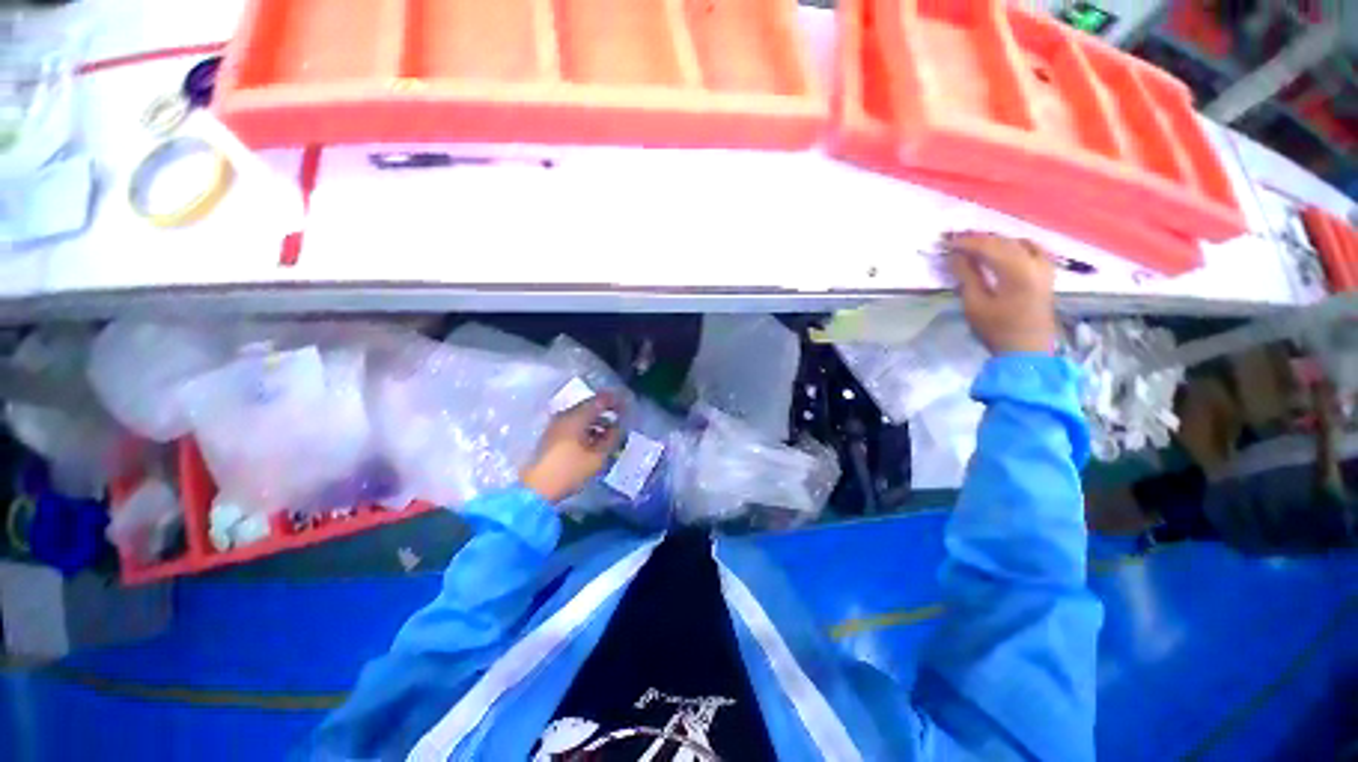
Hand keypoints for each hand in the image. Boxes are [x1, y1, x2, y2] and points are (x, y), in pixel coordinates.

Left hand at [521, 393, 623, 502]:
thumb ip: (611, 438)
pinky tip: (595, 441)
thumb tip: (618, 427)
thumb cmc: (569, 471)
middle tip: (621, 419)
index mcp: (576, 417)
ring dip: (596, 422)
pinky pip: (573, 425)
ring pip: (581, 417)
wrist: (536, 490)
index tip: (627, 406)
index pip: (599, 400)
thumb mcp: (597, 457)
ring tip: (610, 433)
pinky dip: (587, 429)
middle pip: (589, 406)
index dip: (615, 401)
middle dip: (606, 411)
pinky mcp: (551, 437)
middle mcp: (564, 416)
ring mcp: (556, 426)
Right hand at [946, 232, 1057, 354]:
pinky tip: (1004, 247)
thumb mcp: (975, 304)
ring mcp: (1044, 266)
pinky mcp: (1047, 272)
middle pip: (1003, 241)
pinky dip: (1014, 244)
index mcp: (1017, 271)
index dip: (965, 242)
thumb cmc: (997, 329)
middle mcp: (1035, 262)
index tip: (945, 241)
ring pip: (1018, 242)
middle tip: (955, 239)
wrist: (1026, 349)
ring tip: (974, 243)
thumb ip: (967, 275)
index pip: (988, 246)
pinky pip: (1032, 248)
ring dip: (995, 240)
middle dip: (978, 238)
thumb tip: (955, 255)